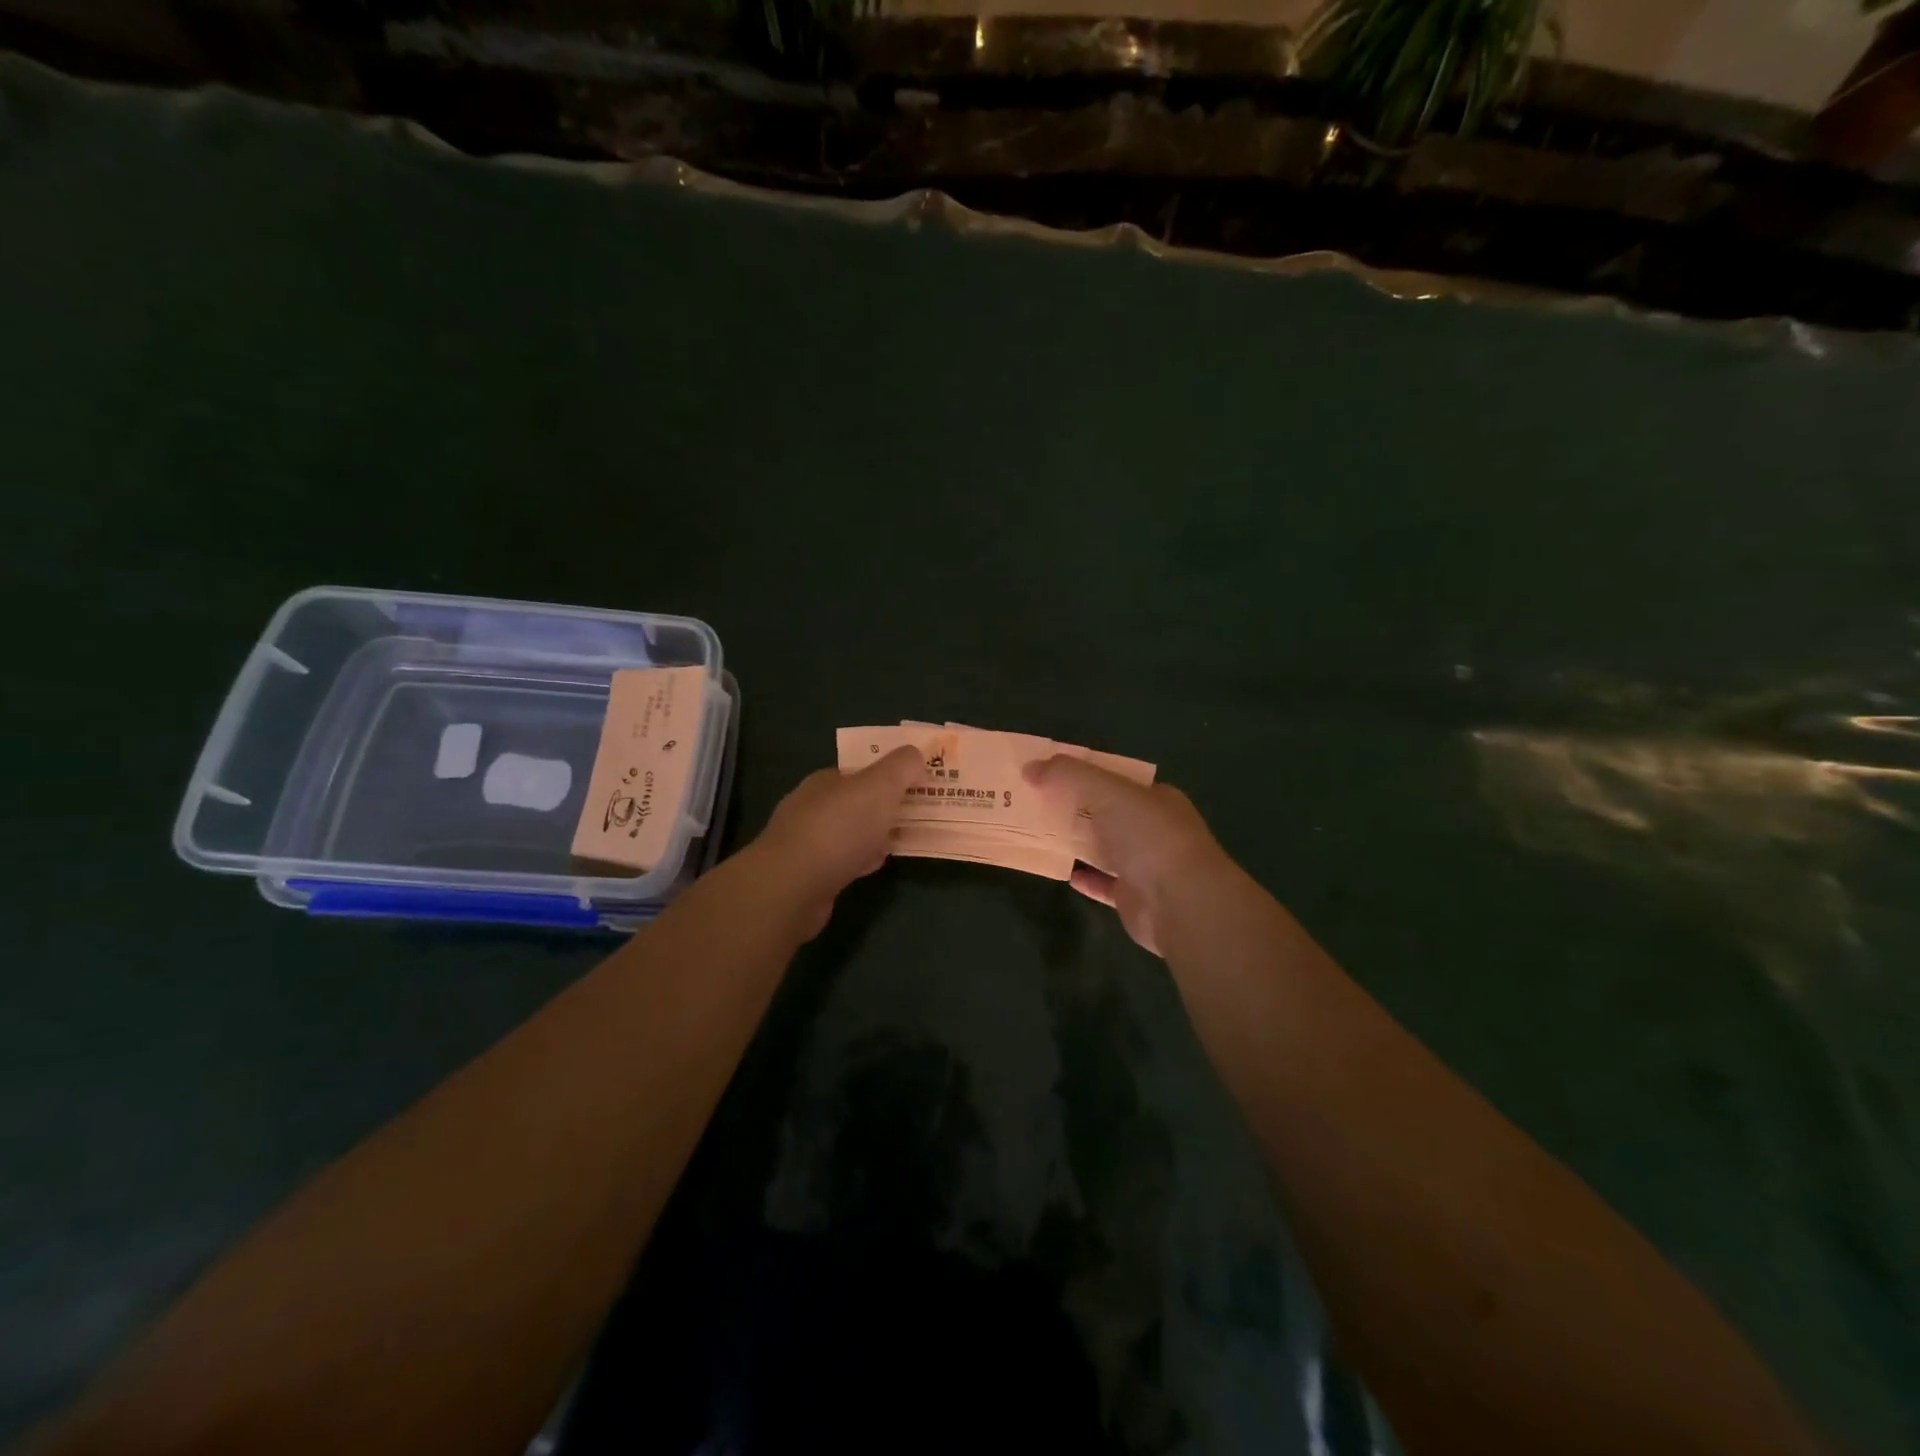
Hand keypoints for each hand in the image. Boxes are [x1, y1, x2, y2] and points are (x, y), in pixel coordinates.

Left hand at [750, 745, 922, 937]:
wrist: (793, 887)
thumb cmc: (839, 828)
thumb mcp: (880, 785)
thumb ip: (902, 766)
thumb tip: (916, 754)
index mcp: (826, 780)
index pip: (862, 770)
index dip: (891, 775)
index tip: (920, 784)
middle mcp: (813, 806)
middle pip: (858, 801)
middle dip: (887, 806)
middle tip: (922, 815)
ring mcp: (808, 842)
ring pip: (852, 832)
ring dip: (877, 834)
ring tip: (906, 839)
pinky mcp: (809, 875)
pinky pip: (845, 860)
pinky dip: (863, 859)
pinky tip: (876, 865)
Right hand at [1023, 756, 1228, 955]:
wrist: (1180, 903)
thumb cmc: (1148, 836)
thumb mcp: (1107, 791)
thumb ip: (1069, 775)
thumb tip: (1030, 767)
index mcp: (1155, 797)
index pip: (1117, 779)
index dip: (1085, 773)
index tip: (1052, 774)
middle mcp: (1153, 829)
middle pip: (1108, 813)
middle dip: (1076, 808)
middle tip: (1037, 804)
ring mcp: (1146, 865)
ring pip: (1106, 849)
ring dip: (1079, 843)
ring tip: (1042, 835)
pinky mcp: (1135, 898)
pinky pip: (1105, 884)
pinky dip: (1087, 879)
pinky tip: (1065, 873)